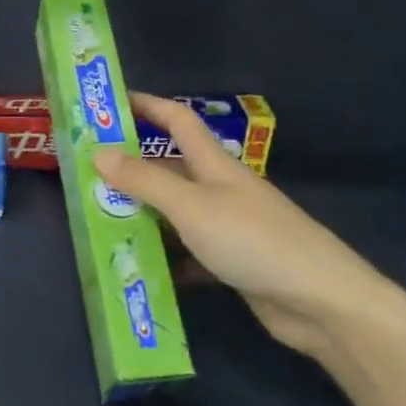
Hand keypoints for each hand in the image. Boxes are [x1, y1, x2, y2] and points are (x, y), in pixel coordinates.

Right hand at [92, 95, 396, 363]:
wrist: (319, 301)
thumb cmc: (252, 240)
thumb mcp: (191, 206)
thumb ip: (145, 181)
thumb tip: (98, 153)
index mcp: (214, 165)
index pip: (177, 121)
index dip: (147, 106)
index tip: (110, 104)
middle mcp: (220, 190)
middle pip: (170, 169)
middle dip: (131, 169)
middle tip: (86, 177)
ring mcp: (228, 227)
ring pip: (175, 213)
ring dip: (142, 216)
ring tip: (99, 223)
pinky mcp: (231, 262)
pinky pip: (188, 253)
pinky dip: (165, 258)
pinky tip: (138, 268)